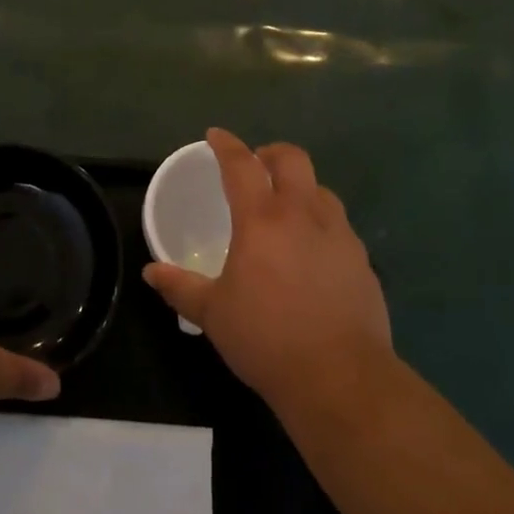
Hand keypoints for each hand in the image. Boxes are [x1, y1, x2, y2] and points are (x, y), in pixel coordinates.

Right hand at [143, 128, 391, 415]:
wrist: (340, 378)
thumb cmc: (266, 338)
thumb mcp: (213, 314)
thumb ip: (181, 287)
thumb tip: (151, 272)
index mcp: (262, 219)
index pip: (241, 164)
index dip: (226, 144)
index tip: (216, 136)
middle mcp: (303, 214)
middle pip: (292, 159)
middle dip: (271, 153)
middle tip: (257, 165)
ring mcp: (339, 235)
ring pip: (321, 189)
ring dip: (301, 187)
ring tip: (286, 209)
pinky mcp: (362, 260)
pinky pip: (339, 226)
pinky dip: (321, 224)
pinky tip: (312, 253)